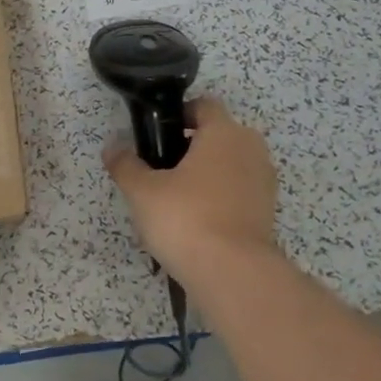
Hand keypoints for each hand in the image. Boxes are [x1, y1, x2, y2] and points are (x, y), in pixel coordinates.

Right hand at [104, 97, 279, 291]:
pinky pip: (238, 192)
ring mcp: (264, 182)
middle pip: (218, 135)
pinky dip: (219, 199)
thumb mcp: (142, 190)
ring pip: (229, 165)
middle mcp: (251, 149)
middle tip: (160, 170)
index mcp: (224, 132)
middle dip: (191, 147)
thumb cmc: (186, 217)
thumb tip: (113, 147)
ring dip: (206, 174)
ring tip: (175, 200)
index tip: (156, 136)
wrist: (233, 274)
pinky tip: (195, 222)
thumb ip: (125, 164)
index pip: (203, 106)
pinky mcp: (267, 212)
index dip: (178, 115)